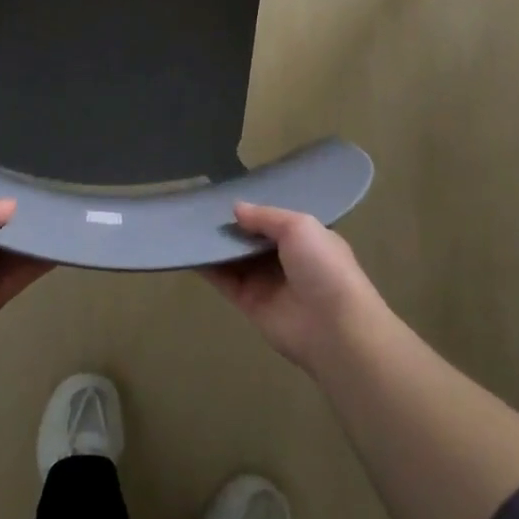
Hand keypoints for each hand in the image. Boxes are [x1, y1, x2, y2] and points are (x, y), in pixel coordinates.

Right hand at [202, 202, 384, 369]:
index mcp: (305, 239)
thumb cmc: (323, 267)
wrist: (333, 327)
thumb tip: (236, 208)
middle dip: (230, 224)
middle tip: (199, 203)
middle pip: (250, 238)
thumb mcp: (299, 226)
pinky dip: (206, 265)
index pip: (274, 220)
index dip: (253, 208)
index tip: (226, 192)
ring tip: (186, 220)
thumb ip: (265, 216)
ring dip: (214, 242)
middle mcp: (284, 259)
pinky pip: (223, 280)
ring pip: (234, 257)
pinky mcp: (248, 302)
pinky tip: (187, 247)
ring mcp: (265, 281)